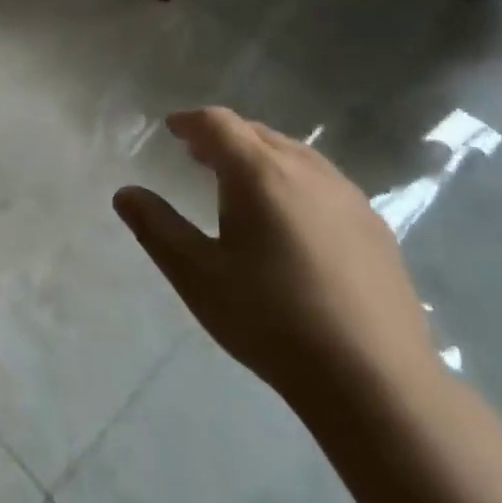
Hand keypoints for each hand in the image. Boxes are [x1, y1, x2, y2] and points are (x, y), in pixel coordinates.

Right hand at [114, 107, 436, 407]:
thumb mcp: (196, 275)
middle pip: (258, 133)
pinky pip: (324, 182)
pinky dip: (293, 181)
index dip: (190, 121)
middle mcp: (307, 171)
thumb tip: (125, 193)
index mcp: (260, 174)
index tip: (171, 129)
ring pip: (295, 155)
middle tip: (197, 155)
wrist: (375, 380)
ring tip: (240, 185)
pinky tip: (290, 221)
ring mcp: (349, 198)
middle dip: (223, 137)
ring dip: (260, 157)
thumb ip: (156, 227)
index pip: (219, 124)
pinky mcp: (376, 228)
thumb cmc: (271, 320)